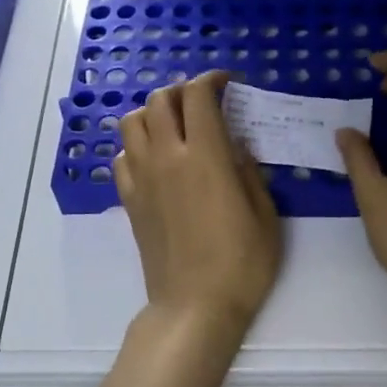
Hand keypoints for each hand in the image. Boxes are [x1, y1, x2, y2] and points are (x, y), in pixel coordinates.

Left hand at [116, 71, 281, 331]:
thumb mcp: (265, 215)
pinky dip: (135, 146)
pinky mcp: (129, 201)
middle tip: (200, 101)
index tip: (226, 83)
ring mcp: (142, 179)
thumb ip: (249, 172)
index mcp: (205, 156)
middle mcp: (166, 158)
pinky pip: (121, 158)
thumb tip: (235, 146)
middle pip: (158, 101)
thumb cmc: (241, 264)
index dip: (211, 79)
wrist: (194, 306)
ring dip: (151, 113)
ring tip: (172, 125)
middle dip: (180, 90)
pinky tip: (154, 160)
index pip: (197, 96)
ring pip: (130, 123)